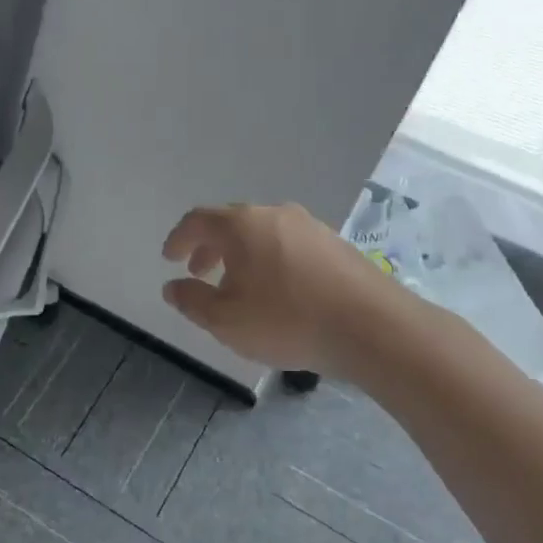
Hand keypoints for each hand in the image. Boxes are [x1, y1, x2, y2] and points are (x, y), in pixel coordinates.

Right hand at [161, 202, 412, 378]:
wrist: (373, 328)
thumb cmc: (287, 320)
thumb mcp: (225, 320)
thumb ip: (192, 301)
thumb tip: (172, 286)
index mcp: (241, 225)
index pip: (198, 220)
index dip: (178, 239)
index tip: (170, 259)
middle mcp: (274, 214)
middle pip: (230, 223)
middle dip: (209, 247)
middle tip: (198, 272)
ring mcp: (309, 226)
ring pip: (262, 233)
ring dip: (240, 255)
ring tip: (236, 286)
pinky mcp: (335, 244)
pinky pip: (288, 244)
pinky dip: (269, 260)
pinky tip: (276, 291)